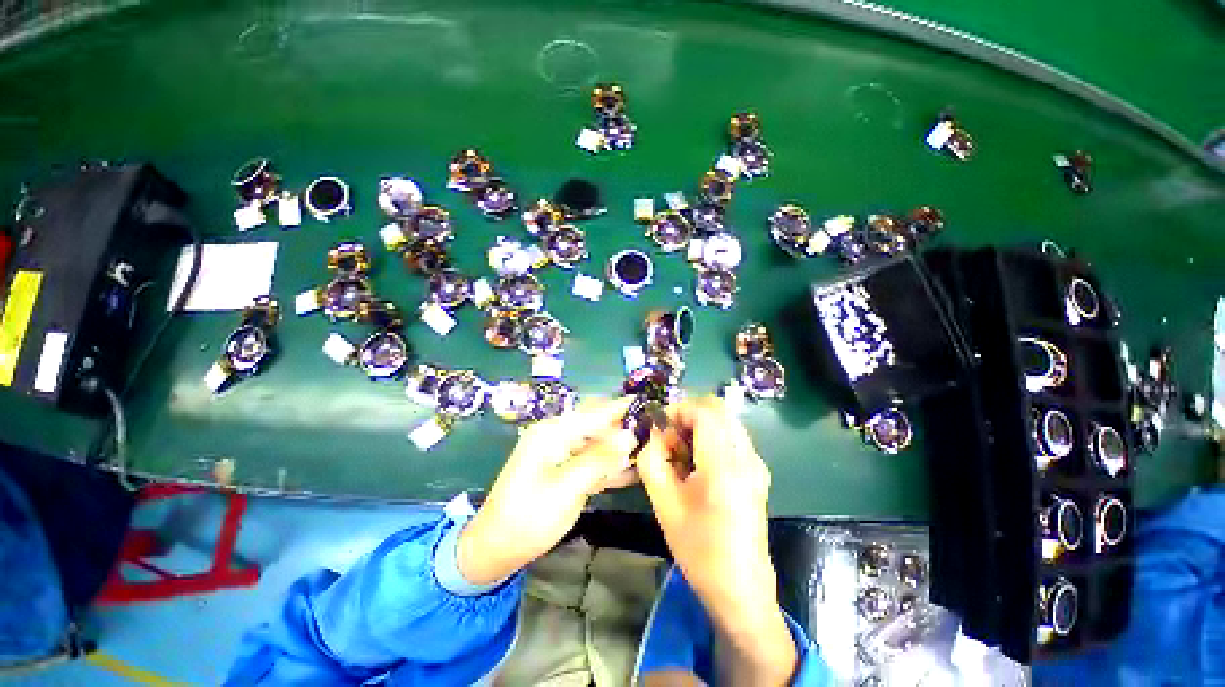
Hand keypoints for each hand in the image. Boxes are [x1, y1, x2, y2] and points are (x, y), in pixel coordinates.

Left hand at [457, 397, 636, 585]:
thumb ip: (599, 459)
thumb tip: (630, 436)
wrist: (496, 549)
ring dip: (622, 448)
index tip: (650, 402)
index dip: (623, 407)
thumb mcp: (565, 487)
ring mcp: (563, 454)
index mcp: (554, 432)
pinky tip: (635, 470)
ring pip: (599, 445)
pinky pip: (594, 463)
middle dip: (626, 427)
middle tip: (657, 431)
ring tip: (653, 447)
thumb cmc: (527, 517)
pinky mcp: (567, 472)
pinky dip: (612, 467)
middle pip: (599, 426)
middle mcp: (559, 436)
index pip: (596, 413)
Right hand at [637, 397, 796, 684]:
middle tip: (669, 437)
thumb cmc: (698, 549)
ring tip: (680, 451)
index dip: (679, 409)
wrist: (740, 588)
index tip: (659, 425)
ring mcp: (756, 463)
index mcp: (724, 466)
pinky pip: (732, 436)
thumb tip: (654, 432)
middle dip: (688, 414)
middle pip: (718, 410)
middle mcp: (746, 457)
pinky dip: (711, 436)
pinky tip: (697, 463)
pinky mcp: (757, 471)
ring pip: (725, 421)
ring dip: (700, 425)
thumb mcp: (663, 503)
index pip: (705, 412)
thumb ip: (652, 459)